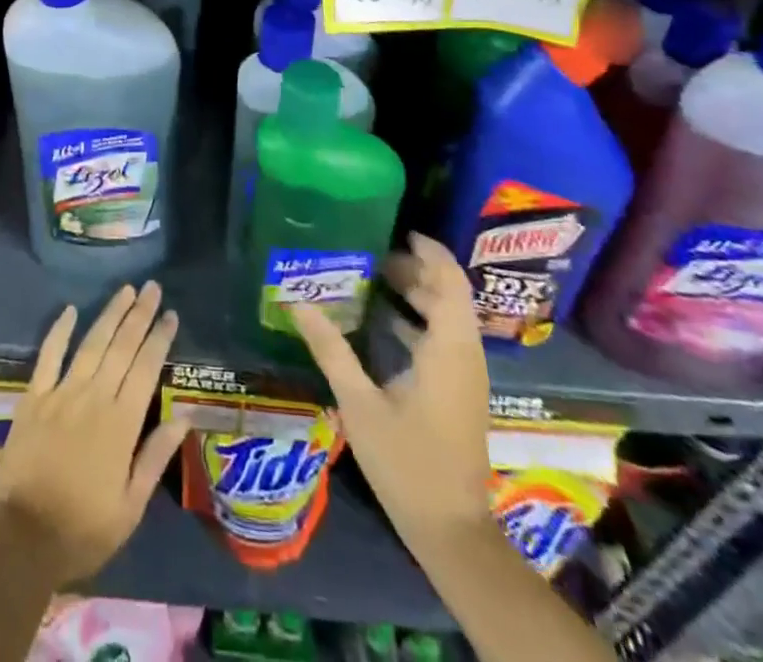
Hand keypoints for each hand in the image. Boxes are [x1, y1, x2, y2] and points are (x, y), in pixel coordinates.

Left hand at [0, 282, 188, 590]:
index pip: (146, 369)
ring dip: (110, 314)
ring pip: (91, 344)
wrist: (20, 540)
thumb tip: (183, 417)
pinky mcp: (34, 398)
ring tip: (126, 290)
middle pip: (121, 347)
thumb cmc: (82, 530)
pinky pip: (48, 356)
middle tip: (152, 287)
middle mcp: (94, 398)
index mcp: (121, 424)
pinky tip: (70, 310)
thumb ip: (155, 457)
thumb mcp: (129, 507)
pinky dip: (59, 331)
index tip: (171, 314)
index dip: (159, 339)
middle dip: (139, 315)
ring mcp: (61, 394)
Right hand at [291, 232, 491, 550]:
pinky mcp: (459, 392)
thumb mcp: (360, 404)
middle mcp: (464, 355)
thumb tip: (296, 301)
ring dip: (417, 294)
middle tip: (372, 254)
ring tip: (373, 278)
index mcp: (448, 349)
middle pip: (448, 295)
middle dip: (415, 270)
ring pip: (447, 317)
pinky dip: (418, 321)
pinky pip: (444, 339)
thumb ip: (331, 349)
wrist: (451, 531)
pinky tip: (382, 322)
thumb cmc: (407, 463)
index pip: (450, 282)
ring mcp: (465, 376)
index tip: (399, 231)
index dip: (430, 252)